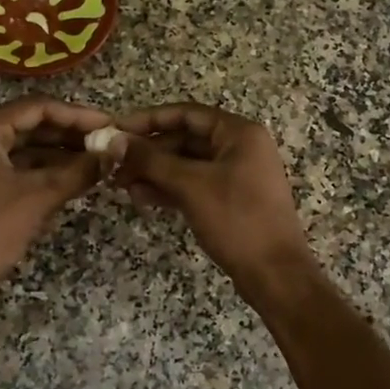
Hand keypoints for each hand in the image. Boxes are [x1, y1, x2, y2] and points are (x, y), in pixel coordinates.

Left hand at [0, 99, 113, 299]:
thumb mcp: (38, 197)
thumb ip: (79, 171)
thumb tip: (114, 153)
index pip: (38, 107)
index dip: (78, 115)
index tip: (110, 125)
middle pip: (30, 125)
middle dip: (70, 135)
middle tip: (106, 144)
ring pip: (23, 149)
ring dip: (59, 156)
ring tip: (96, 164)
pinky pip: (14, 170)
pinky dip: (42, 174)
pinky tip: (71, 184)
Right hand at [107, 103, 316, 299]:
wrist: (275, 274)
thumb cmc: (237, 220)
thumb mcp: (191, 185)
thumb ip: (151, 160)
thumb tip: (114, 140)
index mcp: (239, 133)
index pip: (187, 114)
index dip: (149, 120)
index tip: (116, 130)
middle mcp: (240, 148)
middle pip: (185, 139)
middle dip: (149, 152)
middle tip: (114, 165)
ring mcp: (236, 175)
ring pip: (187, 164)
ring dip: (154, 172)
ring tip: (121, 185)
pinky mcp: (230, 200)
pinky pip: (194, 184)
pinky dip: (169, 189)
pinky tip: (142, 198)